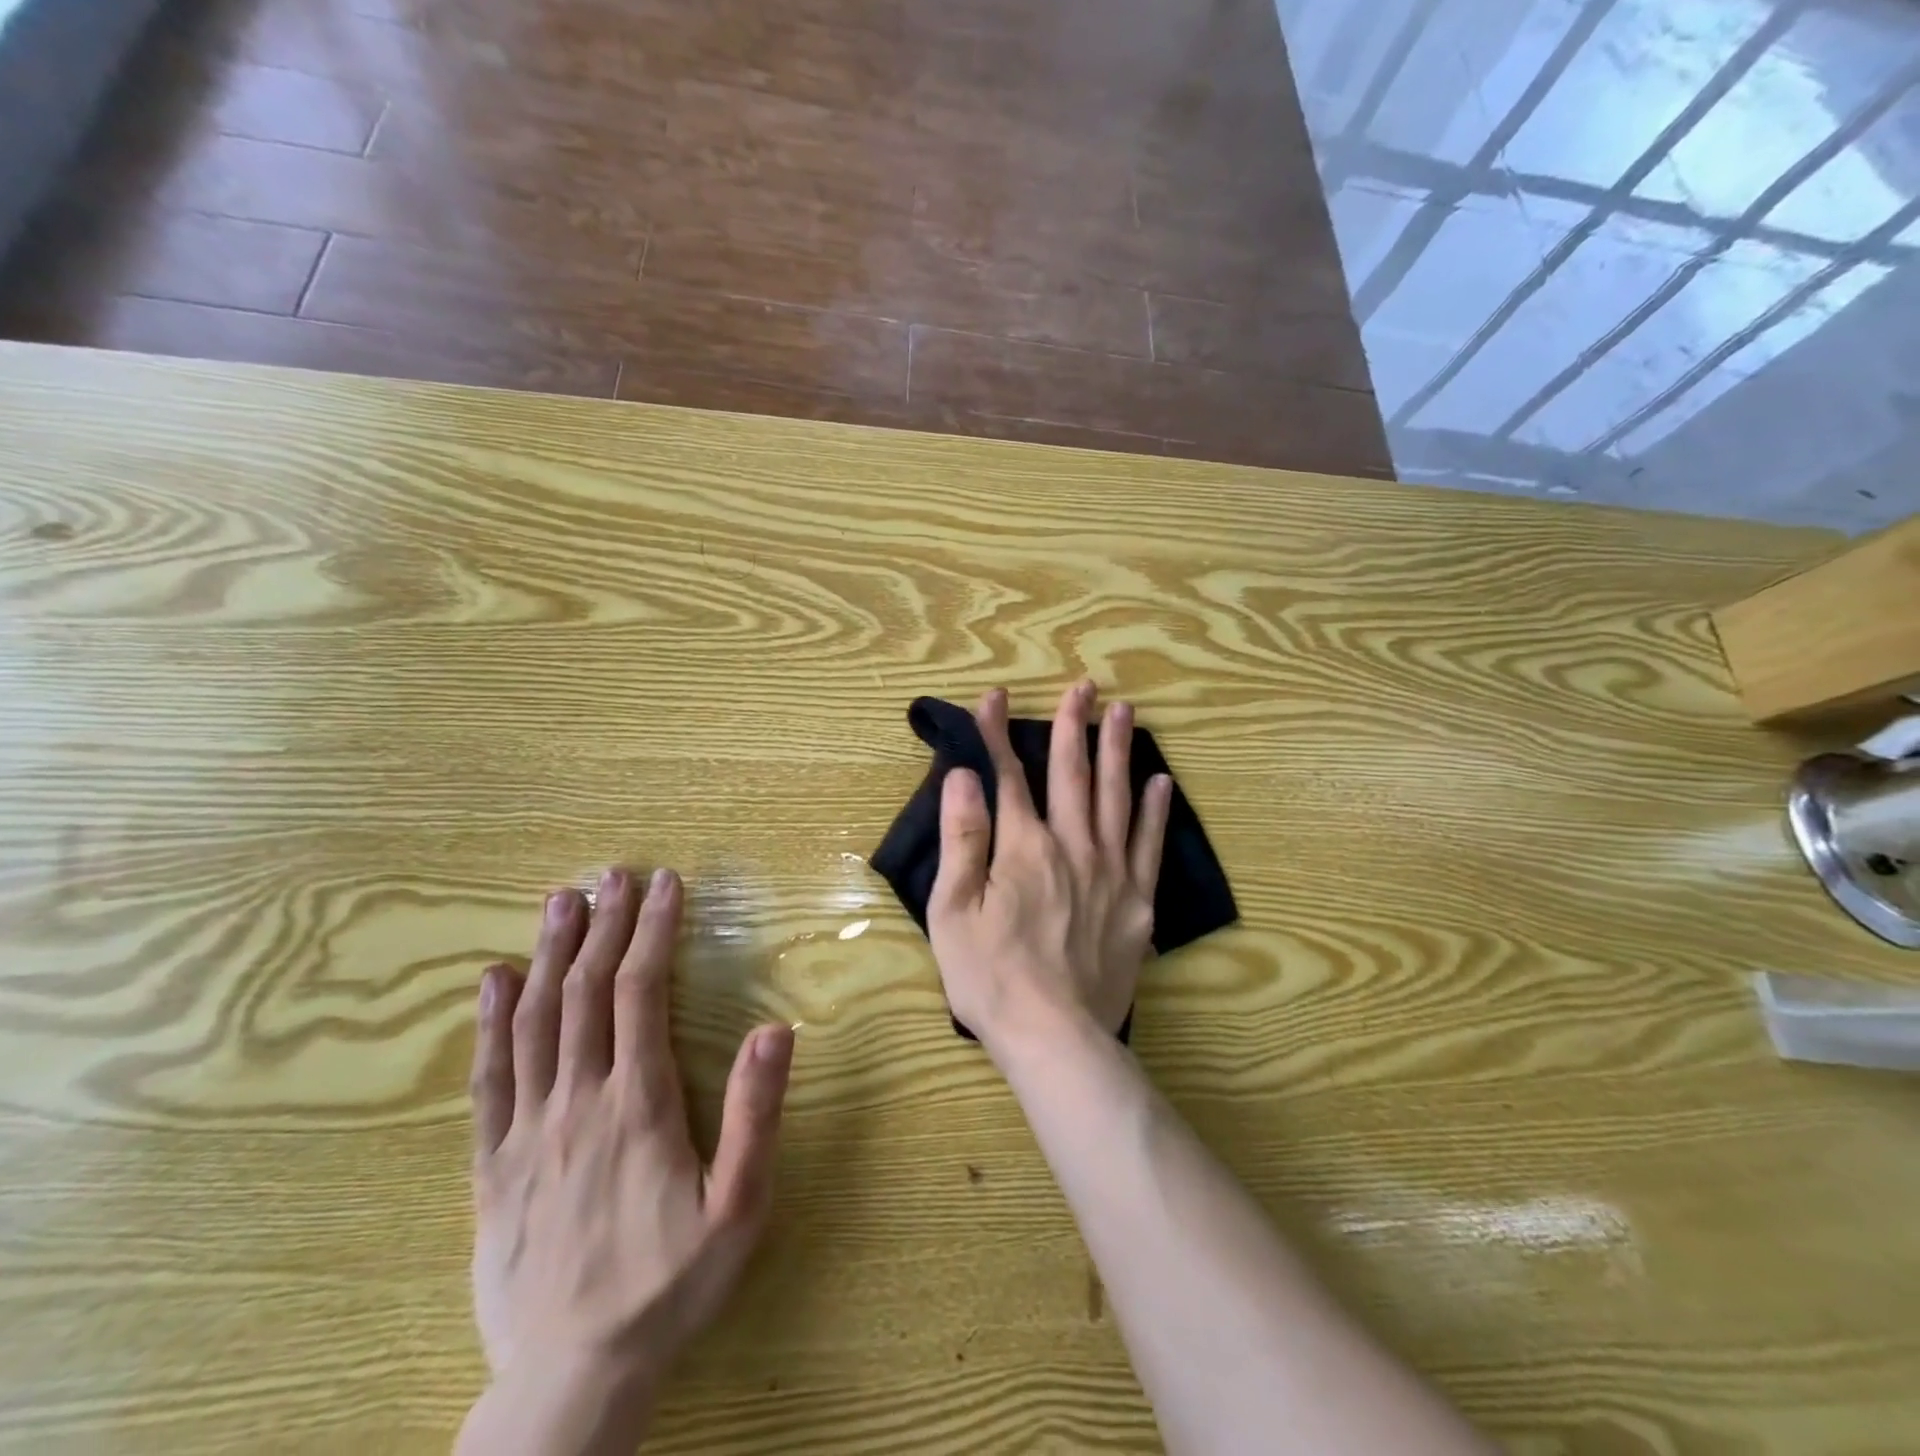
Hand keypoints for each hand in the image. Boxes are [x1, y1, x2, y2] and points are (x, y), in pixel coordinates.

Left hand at [467, 867, 794, 1415]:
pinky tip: (494, 981)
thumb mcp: (739, 1205)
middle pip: (585, 992)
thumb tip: (774, 1029)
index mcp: (638, 1104)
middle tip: (614, 874)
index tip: (666, 884)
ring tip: (561, 901)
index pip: (641, 993)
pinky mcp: (491, 1166)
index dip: (653, 931)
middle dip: (605, 925)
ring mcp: (526, 1132)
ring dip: (549, 953)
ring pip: (534, 1022)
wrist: (570, 1381)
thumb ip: (755, 1114)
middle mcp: (577, 1102)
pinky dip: (491, 1023)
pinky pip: (488, 1079)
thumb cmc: (670, 1286)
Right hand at [927, 682, 1171, 1055]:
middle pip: (1072, 775)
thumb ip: (962, 838)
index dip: (997, 734)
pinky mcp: (1138, 901)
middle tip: (1083, 686)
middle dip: (1073, 726)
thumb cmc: (991, 976)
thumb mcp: (954, 910)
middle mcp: (1072, 846)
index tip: (994, 697)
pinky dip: (1154, 810)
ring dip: (1118, 751)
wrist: (1055, 1037)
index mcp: (1023, 847)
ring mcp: (1112, 872)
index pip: (1008, 776)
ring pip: (1116, 797)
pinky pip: (1149, 844)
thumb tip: (963, 776)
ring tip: (1125, 712)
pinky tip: (1160, 782)